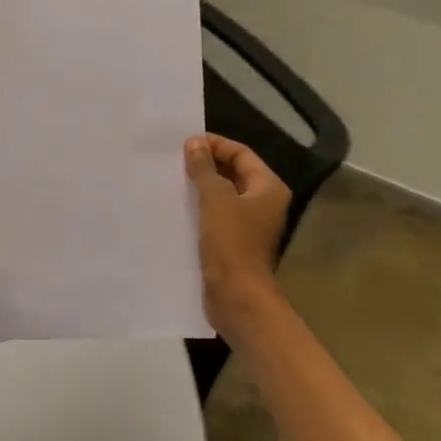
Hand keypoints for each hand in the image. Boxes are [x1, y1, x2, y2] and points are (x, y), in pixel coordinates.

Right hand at [185, 134, 290, 337]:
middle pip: (234, 173)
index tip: (185, 143)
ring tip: (172, 179)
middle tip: (175, 159)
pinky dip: (199, 207)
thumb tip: (195, 143)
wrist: (236, 296)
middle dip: (206, 164)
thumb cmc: (231, 243)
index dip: (215, 145)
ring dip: (200, 186)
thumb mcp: (216, 199)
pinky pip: (215, 215)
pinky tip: (176, 206)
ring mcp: (249, 225)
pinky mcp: (233, 242)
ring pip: (222, 195)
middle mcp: (263, 203)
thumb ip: (204, 169)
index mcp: (268, 188)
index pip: (241, 154)